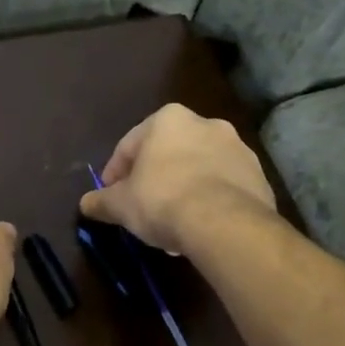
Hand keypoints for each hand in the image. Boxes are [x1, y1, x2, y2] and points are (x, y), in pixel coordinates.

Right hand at [79, 104, 277, 254]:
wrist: (226, 224)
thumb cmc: (163, 200)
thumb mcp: (120, 204)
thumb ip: (101, 201)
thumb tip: (85, 204)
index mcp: (167, 119)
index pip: (129, 145)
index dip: (116, 174)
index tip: (111, 197)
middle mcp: (205, 123)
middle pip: (167, 153)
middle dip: (154, 179)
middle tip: (142, 208)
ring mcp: (237, 148)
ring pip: (197, 169)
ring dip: (183, 189)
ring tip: (172, 223)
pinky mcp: (259, 175)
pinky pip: (223, 186)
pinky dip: (209, 200)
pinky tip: (199, 225)